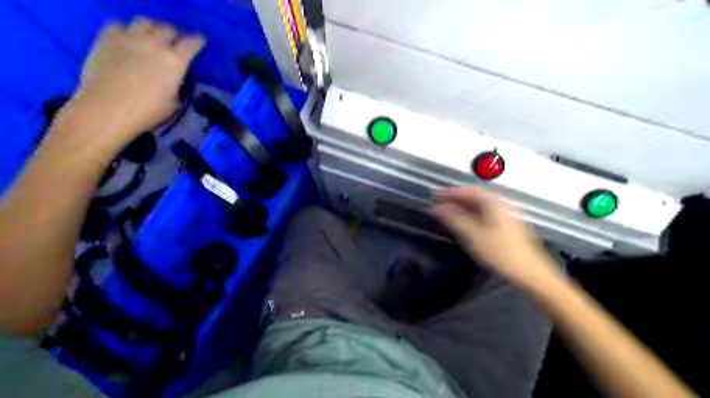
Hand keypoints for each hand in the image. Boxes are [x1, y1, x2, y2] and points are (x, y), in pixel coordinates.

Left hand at [66, 15, 204, 148]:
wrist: (108, 109)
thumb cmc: (147, 112)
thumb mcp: (174, 102)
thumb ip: (177, 85)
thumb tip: (175, 80)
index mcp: (175, 62)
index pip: (191, 43)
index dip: (198, 41)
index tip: (200, 42)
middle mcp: (154, 44)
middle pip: (169, 29)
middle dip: (175, 34)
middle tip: (176, 42)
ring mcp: (129, 38)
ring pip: (146, 22)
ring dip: (153, 28)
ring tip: (153, 36)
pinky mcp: (107, 38)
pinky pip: (119, 24)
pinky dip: (127, 29)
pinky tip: (128, 39)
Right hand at [432, 189, 560, 283]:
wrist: (529, 271)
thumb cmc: (501, 252)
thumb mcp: (472, 235)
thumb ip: (453, 219)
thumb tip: (438, 209)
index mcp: (494, 203)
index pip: (468, 191)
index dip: (450, 193)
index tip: (437, 195)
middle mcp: (502, 204)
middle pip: (475, 197)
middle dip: (456, 200)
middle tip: (441, 204)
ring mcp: (507, 214)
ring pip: (481, 206)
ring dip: (464, 208)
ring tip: (449, 214)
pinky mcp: (508, 225)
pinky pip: (486, 214)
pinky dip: (473, 215)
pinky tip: (465, 223)